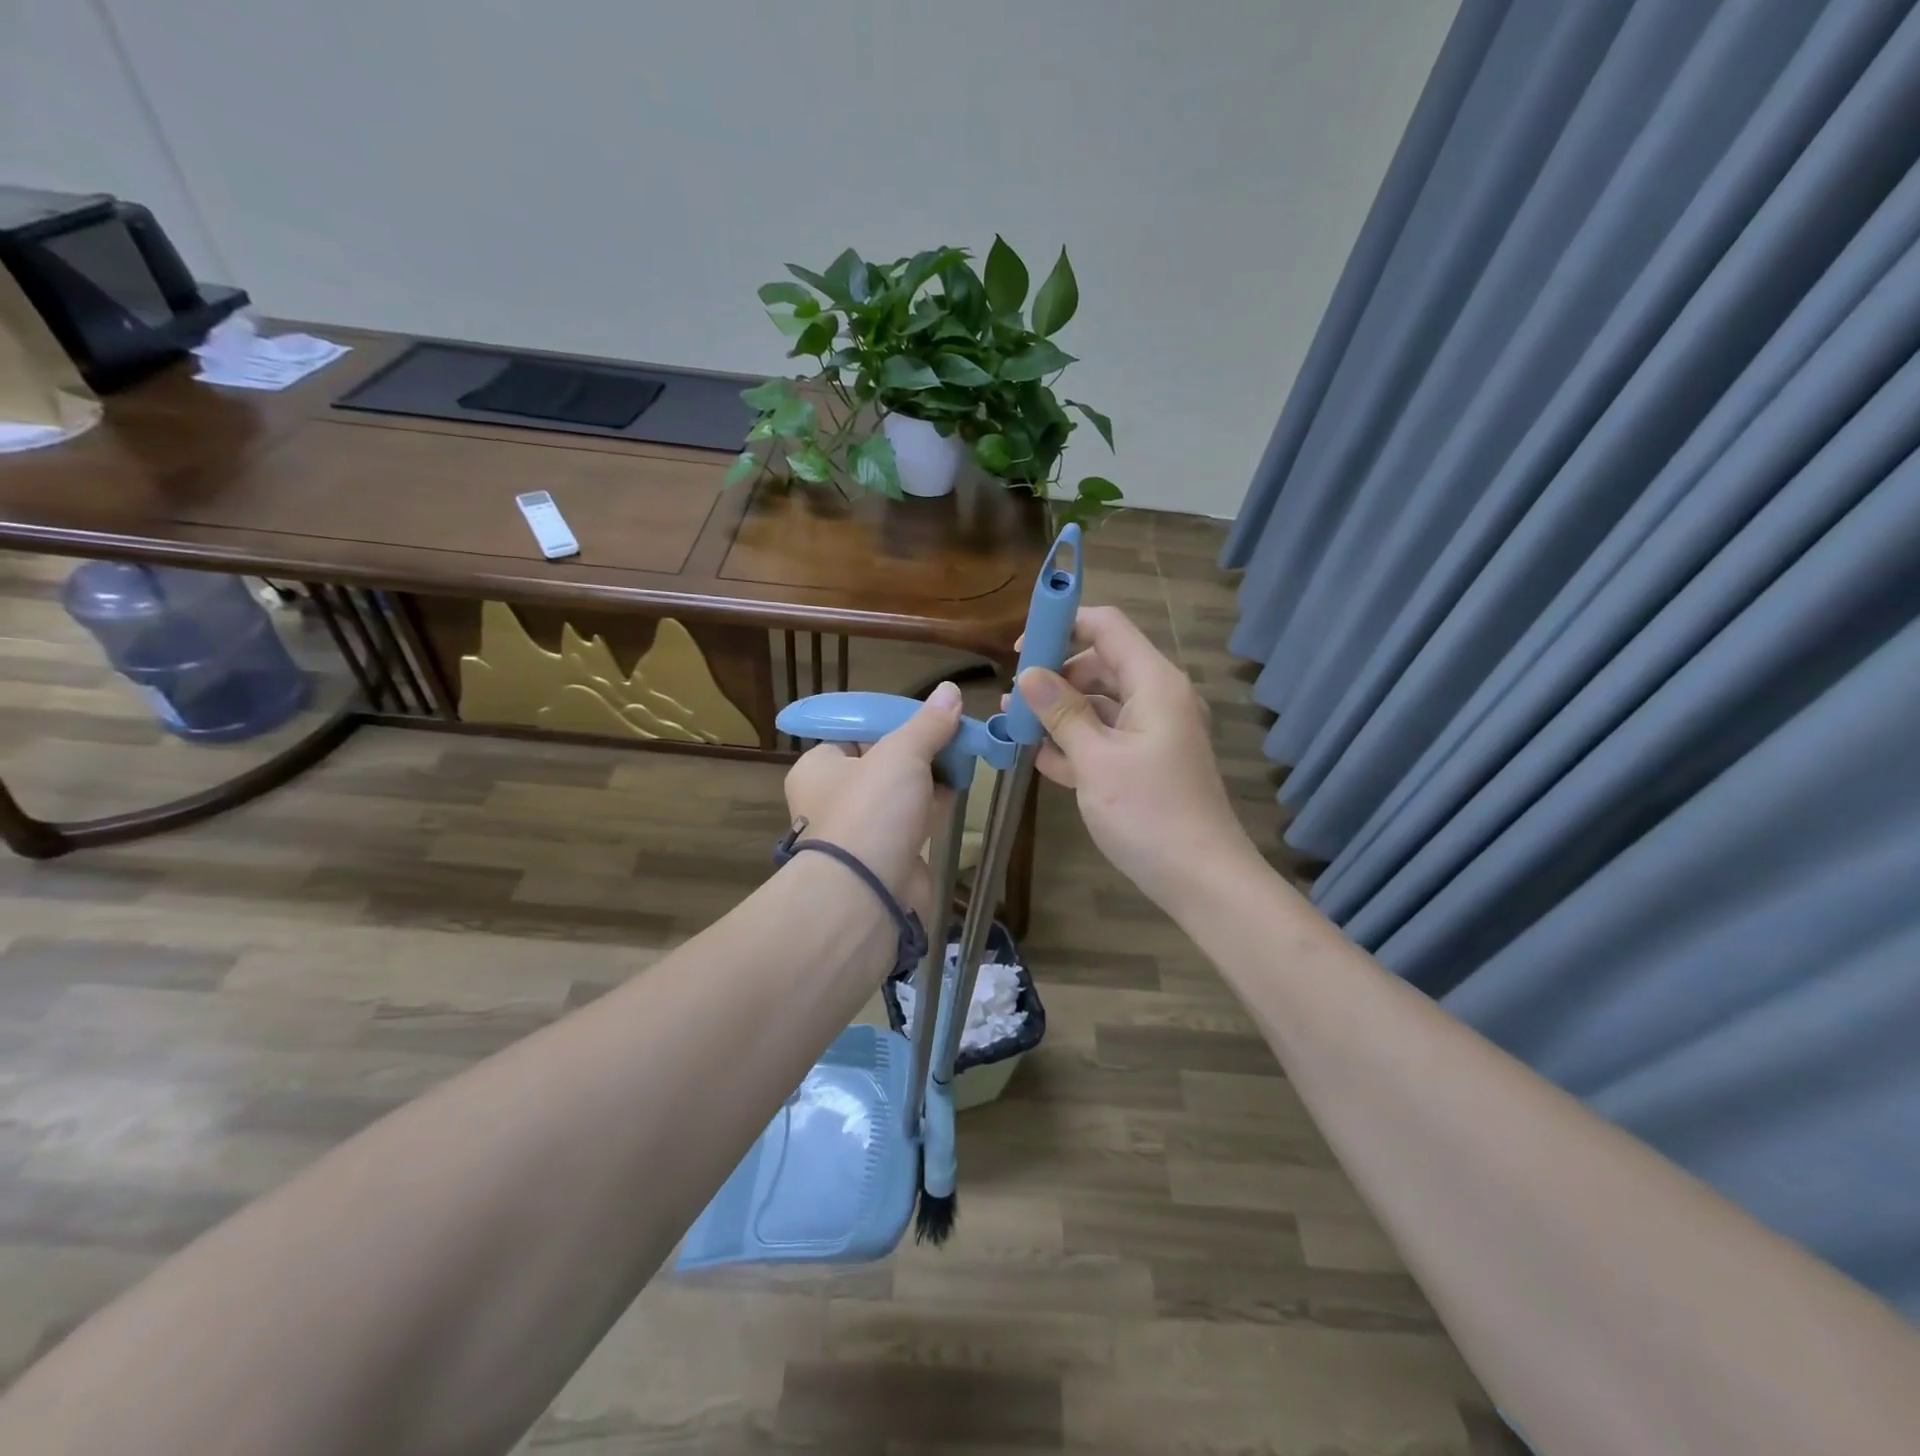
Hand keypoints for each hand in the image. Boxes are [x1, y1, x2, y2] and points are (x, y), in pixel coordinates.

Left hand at [782, 680, 960, 918]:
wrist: (869, 892)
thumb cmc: (872, 809)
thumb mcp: (901, 752)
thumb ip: (928, 723)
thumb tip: (950, 690)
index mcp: (818, 768)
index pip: (853, 734)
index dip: (889, 723)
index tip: (925, 717)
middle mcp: (833, 799)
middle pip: (881, 762)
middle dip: (918, 750)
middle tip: (952, 735)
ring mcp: (860, 830)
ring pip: (899, 793)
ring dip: (928, 777)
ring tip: (963, 756)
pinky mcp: (887, 855)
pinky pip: (913, 822)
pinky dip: (933, 807)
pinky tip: (959, 790)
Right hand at [1016, 607, 1254, 910]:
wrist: (1203, 881)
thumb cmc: (1149, 814)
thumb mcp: (1096, 760)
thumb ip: (1062, 713)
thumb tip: (1029, 674)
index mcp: (1153, 683)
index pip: (1106, 627)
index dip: (1062, 626)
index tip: (1020, 649)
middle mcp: (1157, 698)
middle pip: (1100, 664)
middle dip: (1055, 677)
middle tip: (1013, 701)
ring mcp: (1154, 731)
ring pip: (1099, 704)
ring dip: (1060, 713)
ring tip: (1017, 730)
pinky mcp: (1148, 761)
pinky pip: (1107, 736)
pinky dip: (1077, 742)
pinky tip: (1042, 760)